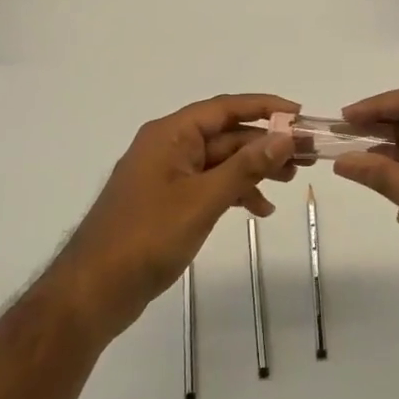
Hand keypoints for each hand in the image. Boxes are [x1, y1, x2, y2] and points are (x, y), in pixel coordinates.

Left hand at [52, 94, 297, 340]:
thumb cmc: (147, 237)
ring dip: (253, 169)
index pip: (224, 108)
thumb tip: (283, 137)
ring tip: (289, 183)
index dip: (264, 107)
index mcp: (170, 134)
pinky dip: (233, 192)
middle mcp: (167, 146)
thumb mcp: (202, 200)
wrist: (93, 291)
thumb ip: (245, 168)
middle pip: (225, 135)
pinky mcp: (167, 201)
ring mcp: (166, 175)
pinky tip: (258, 210)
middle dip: (265, 144)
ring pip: (219, 161)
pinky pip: (208, 184)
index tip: (300, 114)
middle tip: (305, 157)